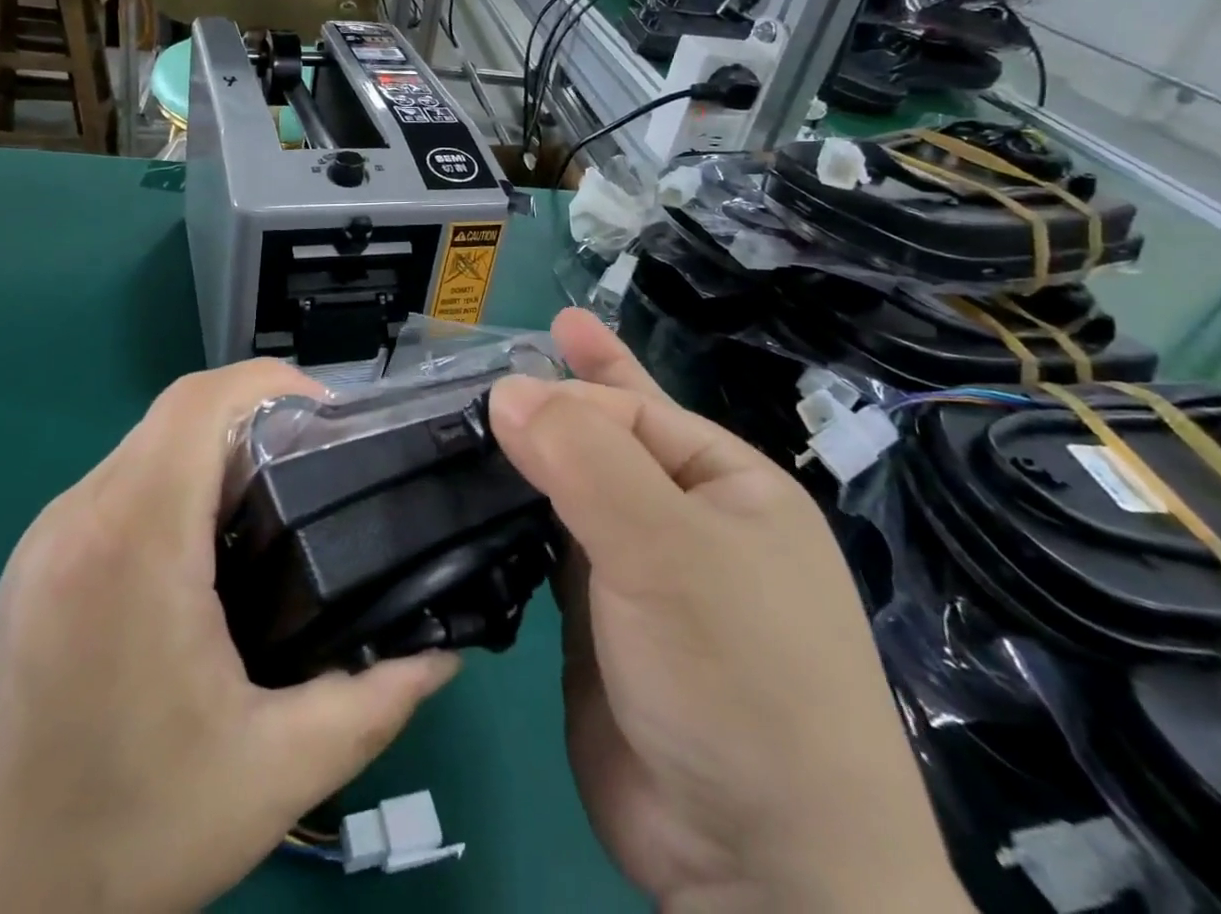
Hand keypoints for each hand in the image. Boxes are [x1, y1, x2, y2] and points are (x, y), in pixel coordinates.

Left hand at [0, 360, 458, 913]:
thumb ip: (367, 704)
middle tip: (321, 472)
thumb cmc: (115, 839)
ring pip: (147, 446)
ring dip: (215, 454)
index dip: (272, 382)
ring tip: (277, 511)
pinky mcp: (33, 565)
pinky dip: (175, 487)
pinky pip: (118, 488)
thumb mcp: (269, 777)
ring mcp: (47, 536)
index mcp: (134, 537)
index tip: (331, 420)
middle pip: (178, 414)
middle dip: (258, 419)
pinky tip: (208, 556)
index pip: (201, 401)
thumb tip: (439, 655)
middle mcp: (81, 513)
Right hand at [490, 310, 970, 913]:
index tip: (494, 385)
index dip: (565, 393)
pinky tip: (468, 499)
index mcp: (726, 485)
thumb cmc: (737, 678)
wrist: (757, 872)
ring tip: (463, 423)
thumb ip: (583, 461)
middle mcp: (683, 520)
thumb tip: (505, 390)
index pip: (632, 412)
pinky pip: (544, 549)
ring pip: (567, 494)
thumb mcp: (668, 551)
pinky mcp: (594, 621)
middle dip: (555, 400)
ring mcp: (637, 574)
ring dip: (522, 461)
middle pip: (604, 440)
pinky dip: (509, 521)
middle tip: (496, 358)